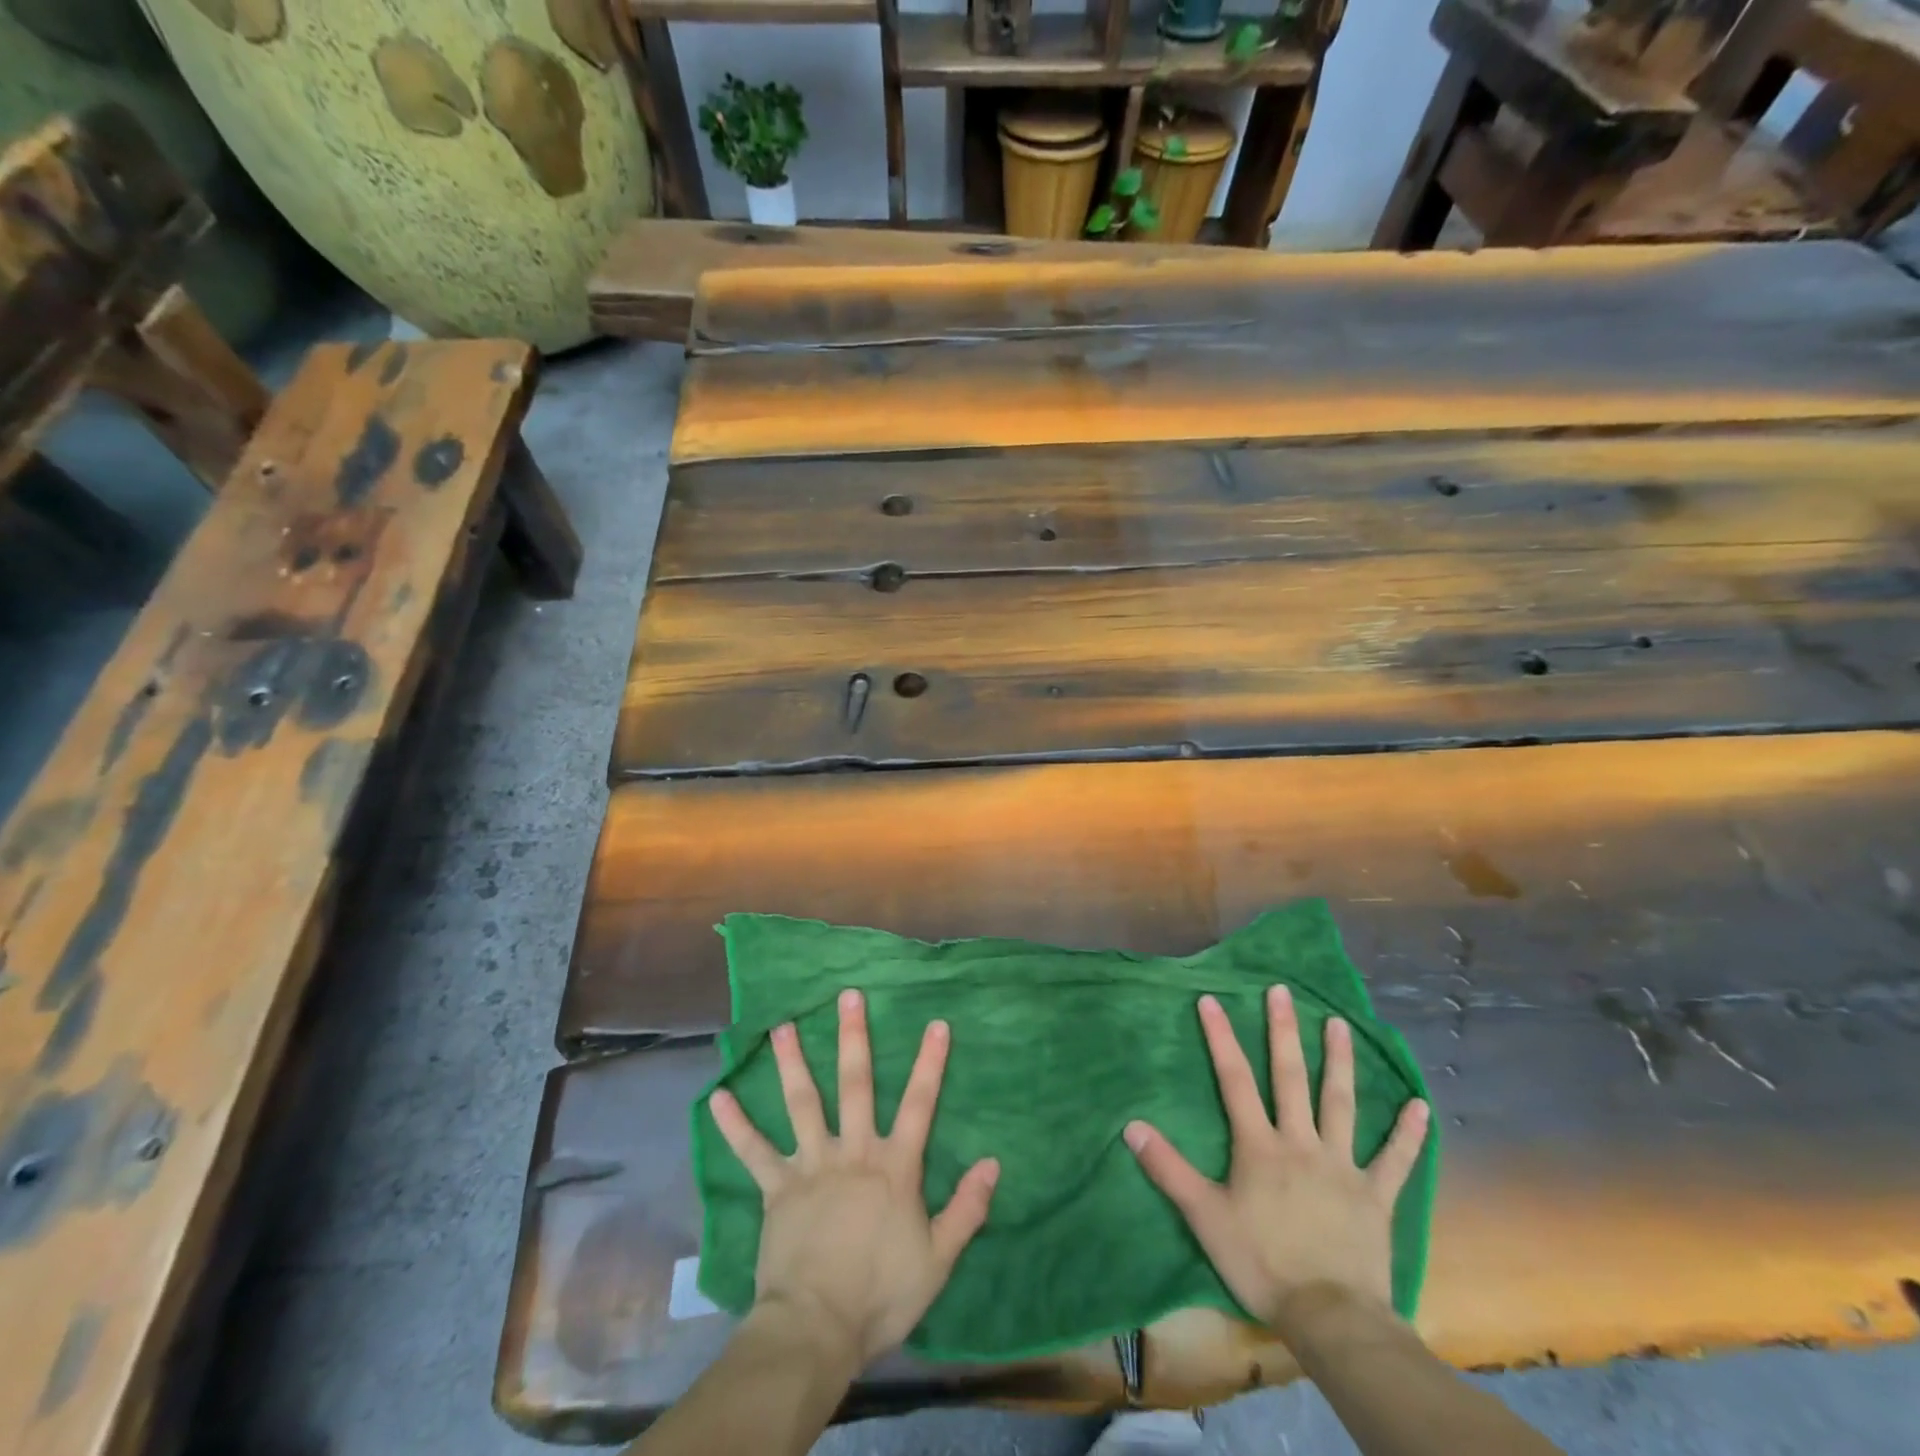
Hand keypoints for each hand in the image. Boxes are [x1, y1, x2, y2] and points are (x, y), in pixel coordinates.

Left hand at [708, 988, 1000, 1366]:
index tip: (936, 1023)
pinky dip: (736, 1125)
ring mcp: (811, 1165)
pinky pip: (753, 1151)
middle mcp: (853, 1152)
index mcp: (894, 1167)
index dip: (930, 1063)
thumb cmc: (881, 1295)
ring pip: (803, 1103)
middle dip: (853, 1037)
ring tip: (783, 1026)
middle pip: (855, 1085)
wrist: (816, 1329)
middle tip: (847, 996)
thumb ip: (966, 1209)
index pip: (920, 1104)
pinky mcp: (777, 1188)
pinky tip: (716, 1097)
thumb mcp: (938, 1259)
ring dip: (793, 1063)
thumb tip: (993, 1162)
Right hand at [1124, 987, 1428, 1333]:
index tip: (1211, 1000)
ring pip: (1341, 1104)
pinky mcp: (1376, 1196)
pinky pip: (1395, 1160)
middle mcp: (1301, 1143)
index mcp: (1260, 1146)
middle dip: (1283, 1032)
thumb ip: (1169, 1169)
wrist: (1331, 1318)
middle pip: (1290, 1078)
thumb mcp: (1205, 1217)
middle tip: (1282, 991)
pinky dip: (1408, 1134)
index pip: (1234, 1081)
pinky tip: (1422, 1106)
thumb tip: (1131, 1127)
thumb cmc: (1262, 1264)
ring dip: (1339, 1062)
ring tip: (1340, 1023)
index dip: (1221, 1038)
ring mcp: (1342, 1166)